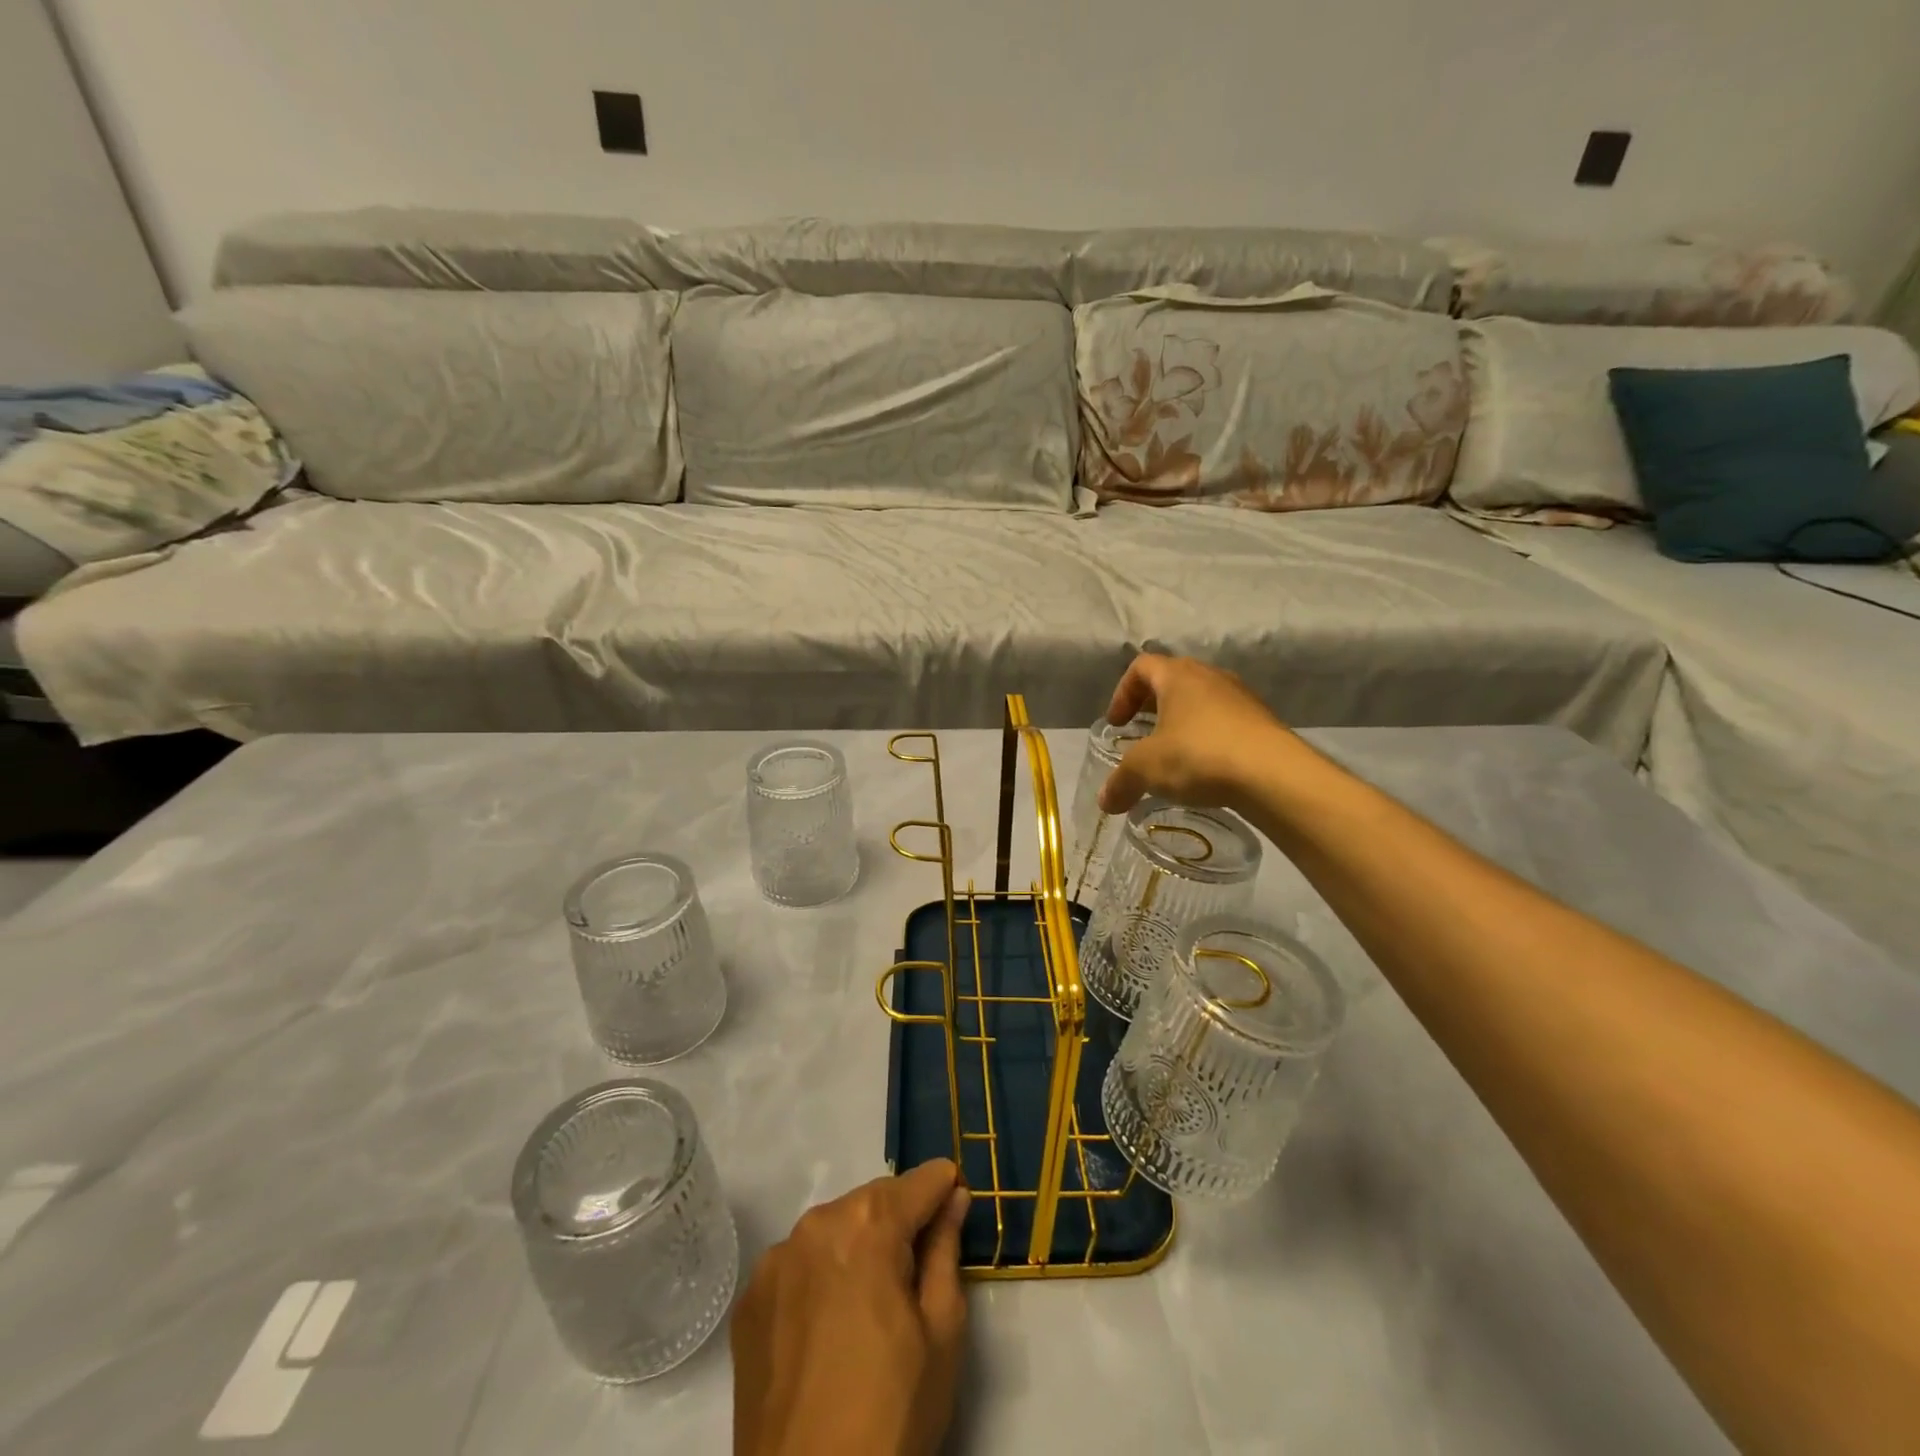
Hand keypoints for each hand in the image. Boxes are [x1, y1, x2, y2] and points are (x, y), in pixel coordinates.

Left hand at [732, 1159, 970, 1455]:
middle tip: (917, 1272)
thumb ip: (947, 1250)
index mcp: (867, 1223)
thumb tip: (953, 1197)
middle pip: (873, 1201)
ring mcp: (775, 1261)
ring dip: (858, 1246)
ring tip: (871, 1305)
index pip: (918, 1182)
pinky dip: (821, 1277)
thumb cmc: (891, 1413)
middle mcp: (816, 1224)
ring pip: (834, 1229)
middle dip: (900, 1221)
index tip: (957, 1201)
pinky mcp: (750, 1301)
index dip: (943, 1189)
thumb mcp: (942, 1332)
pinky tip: (830, 1326)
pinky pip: (799, 1266)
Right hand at [1098, 654, 1295, 815]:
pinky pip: (1226, 722)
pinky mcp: (1264, 722)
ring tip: (1175, 755)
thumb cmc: (1199, 755)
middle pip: (1173, 680)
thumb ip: (1121, 782)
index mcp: (1178, 676)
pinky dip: (1209, 738)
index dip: (1123, 693)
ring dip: (1183, 722)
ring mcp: (1242, 697)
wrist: (1275, 775)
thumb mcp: (1147, 769)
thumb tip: (1106, 802)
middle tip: (1141, 734)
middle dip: (1153, 706)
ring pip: (1202, 701)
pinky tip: (1206, 768)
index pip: (1141, 667)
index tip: (1118, 724)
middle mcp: (1211, 676)